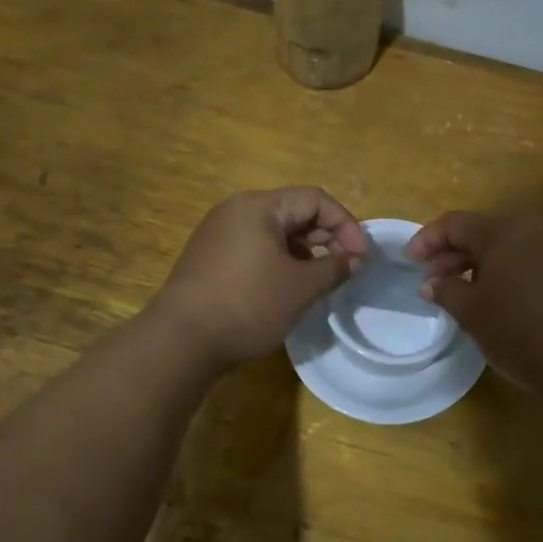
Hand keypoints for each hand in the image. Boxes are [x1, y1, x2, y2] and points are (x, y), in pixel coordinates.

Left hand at [152, 188, 368, 369]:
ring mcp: (218, 233)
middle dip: (325, 237)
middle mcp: (236, 210)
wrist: (181, 341)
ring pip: (274, 232)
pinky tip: (287, 288)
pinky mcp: (209, 257)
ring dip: (304, 252)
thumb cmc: (247, 305)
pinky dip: (279, 261)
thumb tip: (355, 260)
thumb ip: (334, 268)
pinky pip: (255, 247)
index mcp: (259, 207)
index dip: (346, 224)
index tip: (361, 257)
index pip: (315, 199)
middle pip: (294, 211)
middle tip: (345, 268)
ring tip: (319, 281)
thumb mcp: (300, 288)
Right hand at [403, 210, 542, 393]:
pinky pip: (528, 261)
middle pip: (483, 232)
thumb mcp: (472, 313)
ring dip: (479, 265)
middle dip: (453, 253)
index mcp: (503, 231)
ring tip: (460, 293)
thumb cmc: (521, 331)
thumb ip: (446, 291)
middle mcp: (532, 229)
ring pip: (507, 247)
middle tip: (432, 280)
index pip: (456, 223)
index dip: (428, 239)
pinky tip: (495, 300)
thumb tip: (431, 283)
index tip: (409, 260)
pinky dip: (505, 273)